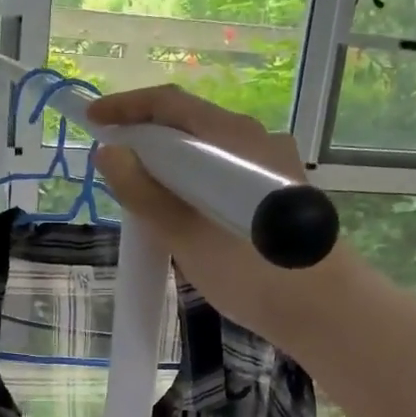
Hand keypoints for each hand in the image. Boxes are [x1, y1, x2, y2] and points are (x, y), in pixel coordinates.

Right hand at [89, 85, 357, 345]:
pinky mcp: (278, 193)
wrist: (324, 311)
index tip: (91, 122)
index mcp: (233, 140)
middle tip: (112, 164)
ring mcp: (272, 166)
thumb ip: (145, 193)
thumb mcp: (186, 235)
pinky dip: (193, 181)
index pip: (170, 104)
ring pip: (208, 151)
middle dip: (145, 137)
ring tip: (140, 193)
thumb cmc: (251, 272)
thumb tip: (110, 154)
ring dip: (169, 163)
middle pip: (190, 124)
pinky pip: (224, 172)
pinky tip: (180, 212)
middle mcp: (256, 141)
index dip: (126, 108)